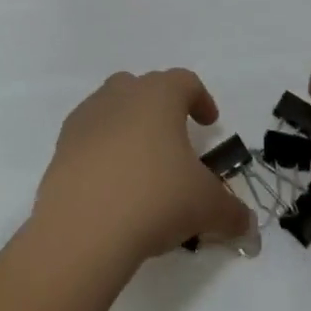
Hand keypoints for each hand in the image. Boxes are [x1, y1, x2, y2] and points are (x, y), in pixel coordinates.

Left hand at [34, 70, 253, 264]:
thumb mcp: (206, 206)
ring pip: (112, 107)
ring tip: (141, 162)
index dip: (201, 99)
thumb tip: (248, 226)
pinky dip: (102, 150)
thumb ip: (232, 212)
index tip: (209, 123)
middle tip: (174, 138)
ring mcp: (87, 118)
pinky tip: (111, 183)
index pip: (185, 82)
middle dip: (160, 107)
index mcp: (159, 96)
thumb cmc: (155, 198)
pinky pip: (89, 137)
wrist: (83, 228)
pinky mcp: (62, 146)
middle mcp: (121, 95)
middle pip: (144, 87)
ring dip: (128, 125)